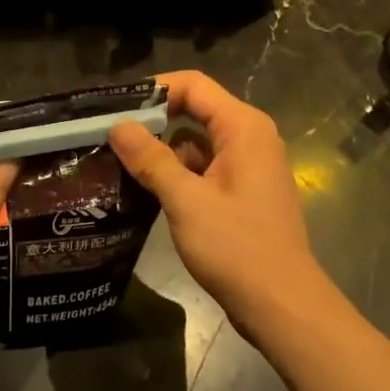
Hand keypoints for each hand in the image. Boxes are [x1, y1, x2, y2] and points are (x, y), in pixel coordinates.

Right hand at [109, 71, 334, 344]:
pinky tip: (144, 189)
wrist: (281, 305)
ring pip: (196, 143)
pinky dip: (176, 174)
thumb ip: (151, 160)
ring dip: (161, 150)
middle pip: (195, 110)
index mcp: (243, 128)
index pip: (193, 85)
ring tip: (116, 160)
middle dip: (153, 119)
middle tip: (108, 133)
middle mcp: (250, 139)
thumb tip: (118, 126)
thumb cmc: (237, 247)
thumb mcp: (186, 200)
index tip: (114, 106)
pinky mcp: (241, 194)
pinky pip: (203, 169)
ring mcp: (247, 168)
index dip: (153, 89)